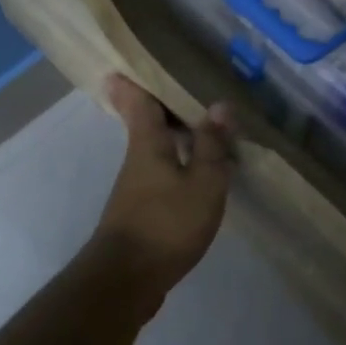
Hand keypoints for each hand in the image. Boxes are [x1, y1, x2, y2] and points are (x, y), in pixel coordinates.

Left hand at [89, 75, 234, 302]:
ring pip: (156, 150)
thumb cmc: (166, 224)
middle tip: (185, 89)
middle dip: (160, 106)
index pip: (137, 102)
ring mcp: (136, 188)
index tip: (125, 63)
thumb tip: (220, 105)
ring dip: (175, 137)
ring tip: (205, 127)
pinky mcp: (142, 213)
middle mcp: (137, 160)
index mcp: (148, 144)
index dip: (133, 81)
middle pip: (146, 124)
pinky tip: (201, 174)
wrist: (126, 281)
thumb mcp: (202, 183)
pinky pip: (163, 176)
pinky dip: (180, 165)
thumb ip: (212, 146)